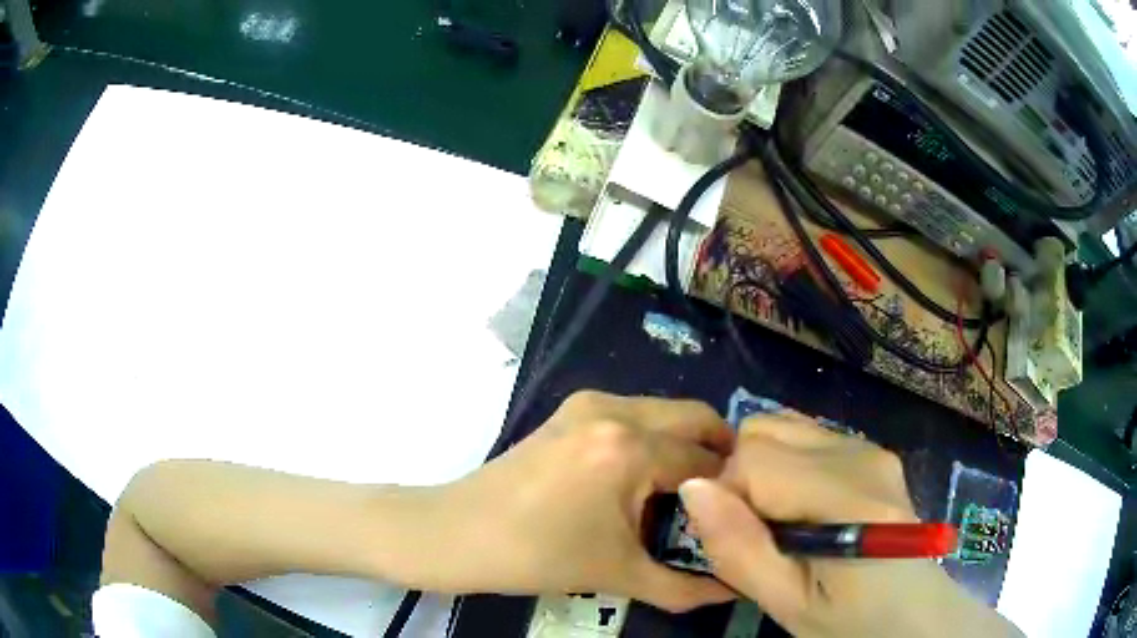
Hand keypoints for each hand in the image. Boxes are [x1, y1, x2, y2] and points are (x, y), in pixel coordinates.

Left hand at [415, 391, 736, 611]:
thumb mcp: (620, 575)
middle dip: (720, 452)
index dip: (732, 490)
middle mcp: (616, 410)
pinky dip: (654, 437)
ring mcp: (589, 403)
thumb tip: (735, 588)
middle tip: (727, 496)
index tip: (746, 512)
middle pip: (695, 418)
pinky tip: (646, 478)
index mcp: (631, 450)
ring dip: (686, 443)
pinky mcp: (571, 410)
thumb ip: (687, 587)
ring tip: (689, 491)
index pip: (707, 463)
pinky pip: (634, 413)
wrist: (458, 534)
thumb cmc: (538, 557)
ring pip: (665, 412)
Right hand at [678, 411, 1022, 637]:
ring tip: (781, 522)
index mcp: (850, 497)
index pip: (754, 458)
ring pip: (782, 427)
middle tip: (760, 533)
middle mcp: (863, 454)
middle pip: (765, 430)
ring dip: (764, 470)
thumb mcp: (788, 605)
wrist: (914, 613)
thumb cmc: (852, 621)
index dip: (728, 498)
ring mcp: (871, 447)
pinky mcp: (872, 451)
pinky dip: (787, 467)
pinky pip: (806, 437)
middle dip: (743, 478)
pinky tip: (803, 509)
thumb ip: (740, 550)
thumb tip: (693, 487)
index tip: (738, 542)